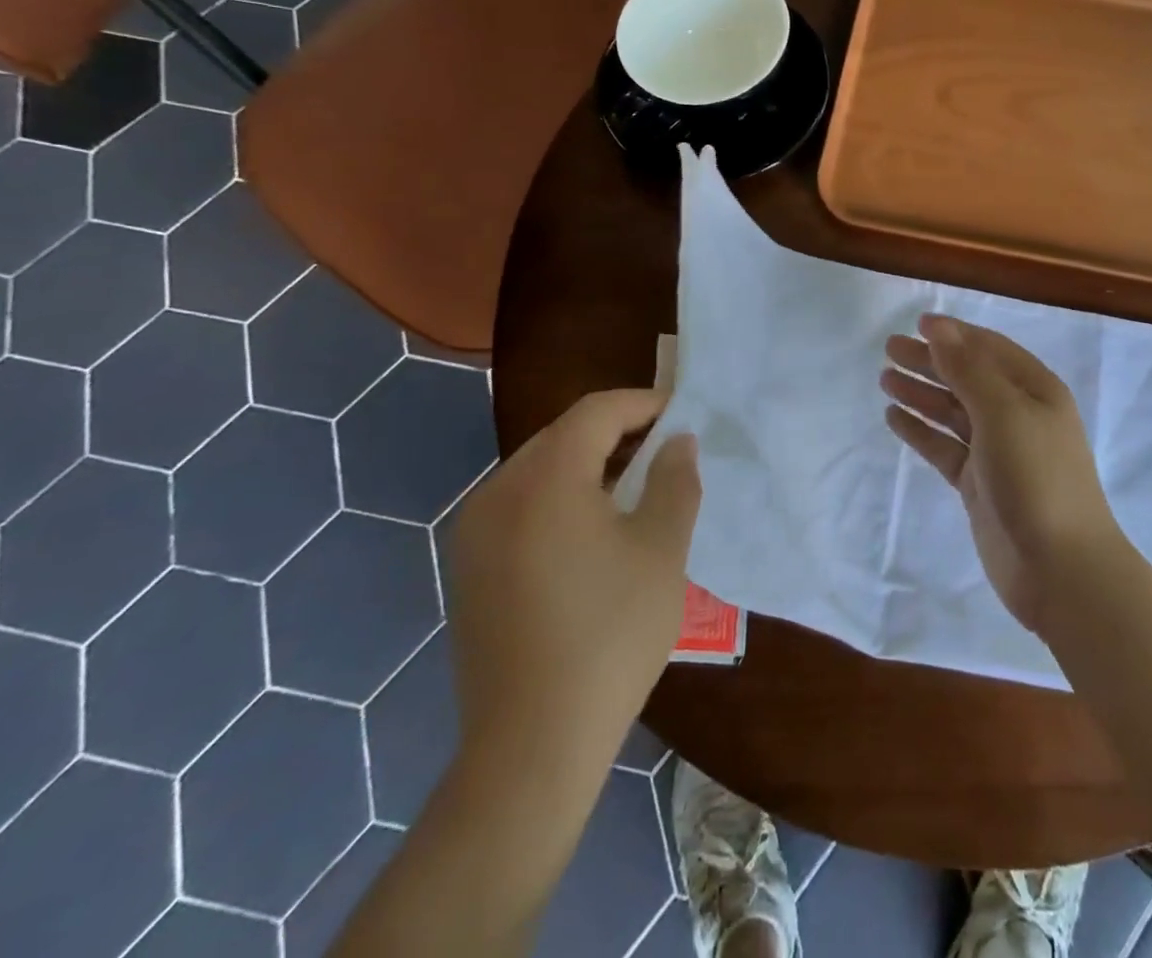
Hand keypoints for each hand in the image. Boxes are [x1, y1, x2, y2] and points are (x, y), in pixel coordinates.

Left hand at [446, 390, 699, 769]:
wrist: (532, 747)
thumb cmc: (610, 635)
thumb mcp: (662, 549)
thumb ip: (674, 480)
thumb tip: (676, 441)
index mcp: (544, 479)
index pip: (597, 412)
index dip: (644, 404)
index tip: (682, 417)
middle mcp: (497, 493)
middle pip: (564, 435)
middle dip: (618, 434)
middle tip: (665, 453)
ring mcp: (474, 533)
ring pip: (540, 470)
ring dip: (589, 466)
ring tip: (635, 491)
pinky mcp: (469, 569)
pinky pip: (520, 507)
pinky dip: (560, 499)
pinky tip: (593, 535)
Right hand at [881, 316, 1125, 632]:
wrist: (1059, 568)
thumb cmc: (1036, 477)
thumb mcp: (1003, 412)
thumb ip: (968, 369)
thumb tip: (939, 328)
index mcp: (1036, 390)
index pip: (989, 349)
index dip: (955, 334)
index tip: (918, 323)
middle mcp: (1018, 415)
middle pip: (968, 377)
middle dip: (931, 361)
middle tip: (889, 349)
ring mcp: (998, 451)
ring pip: (953, 412)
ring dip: (922, 394)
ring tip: (885, 379)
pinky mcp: (980, 483)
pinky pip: (945, 447)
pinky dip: (921, 431)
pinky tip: (895, 418)